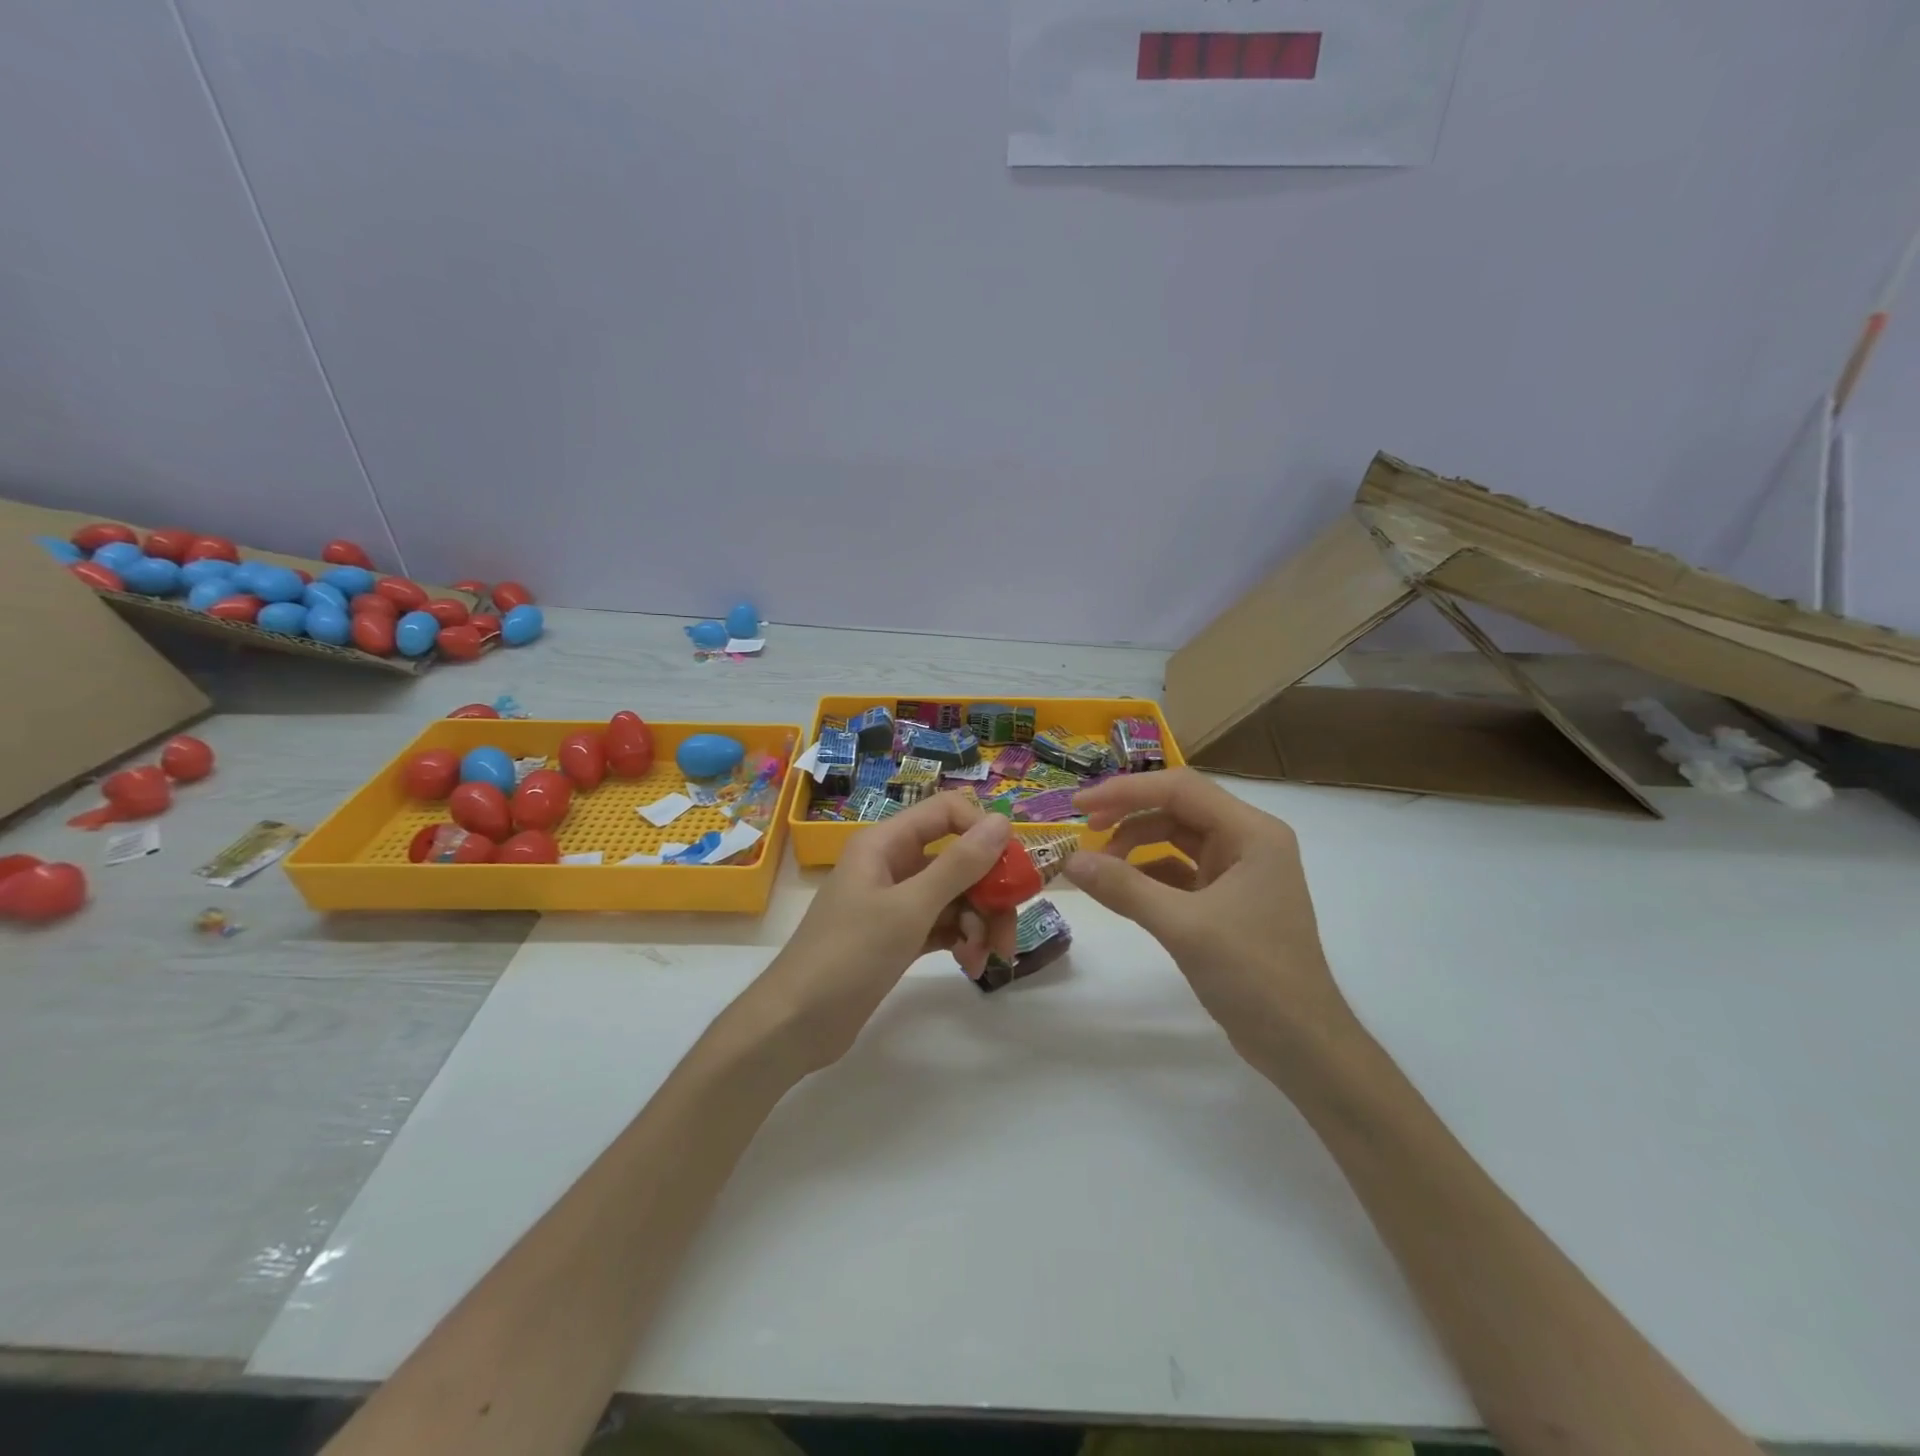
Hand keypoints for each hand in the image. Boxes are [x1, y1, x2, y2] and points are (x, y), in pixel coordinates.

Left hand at [743, 793, 1017, 1075]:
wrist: (795, 1024)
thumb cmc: (849, 955)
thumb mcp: (909, 908)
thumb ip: (959, 864)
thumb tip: (1002, 821)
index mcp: (886, 843)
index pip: (948, 812)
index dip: (983, 833)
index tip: (1011, 870)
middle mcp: (892, 864)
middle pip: (958, 858)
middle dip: (988, 891)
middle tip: (1007, 931)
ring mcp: (895, 901)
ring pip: (955, 895)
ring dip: (978, 922)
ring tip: (986, 958)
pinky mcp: (898, 935)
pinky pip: (943, 924)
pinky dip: (961, 940)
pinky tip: (971, 965)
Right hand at [1064, 768, 1355, 1073]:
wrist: (1302, 1046)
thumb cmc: (1253, 976)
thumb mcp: (1183, 927)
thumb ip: (1124, 888)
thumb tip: (1070, 861)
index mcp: (1252, 833)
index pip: (1181, 789)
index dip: (1126, 790)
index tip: (1079, 806)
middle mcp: (1248, 842)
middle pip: (1178, 809)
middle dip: (1128, 817)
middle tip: (1083, 834)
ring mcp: (1239, 872)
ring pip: (1176, 840)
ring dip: (1136, 846)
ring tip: (1099, 868)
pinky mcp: (1227, 901)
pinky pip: (1179, 872)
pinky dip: (1147, 875)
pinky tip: (1120, 889)